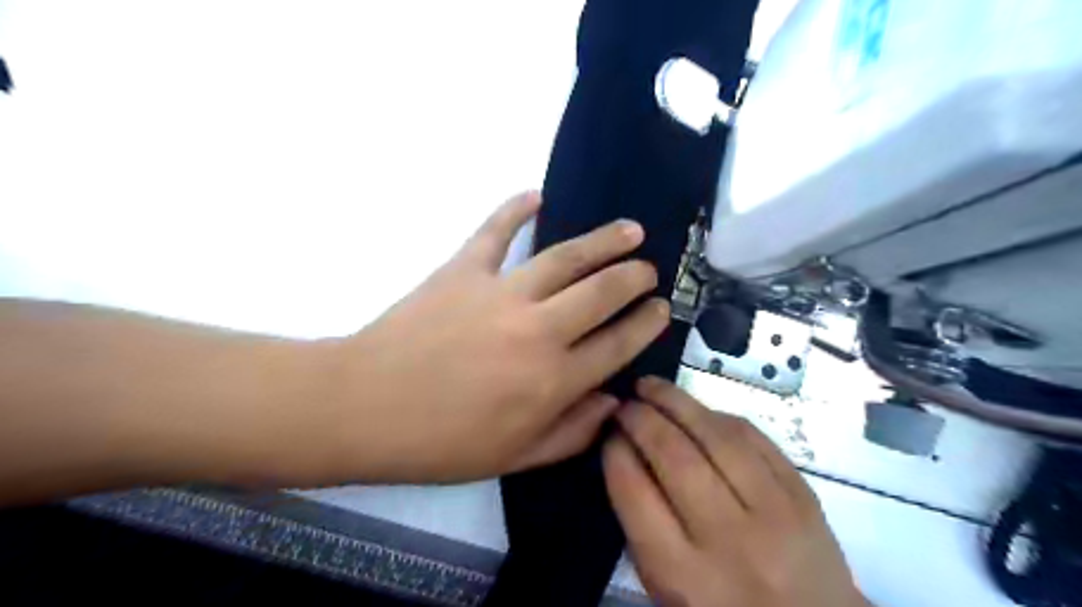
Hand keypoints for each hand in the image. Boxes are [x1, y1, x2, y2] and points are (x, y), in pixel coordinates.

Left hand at [309, 190, 672, 482]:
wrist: (365, 407)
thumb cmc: (440, 443)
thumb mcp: (514, 458)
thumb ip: (572, 432)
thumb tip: (612, 403)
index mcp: (553, 380)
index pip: (618, 345)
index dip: (646, 325)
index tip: (662, 310)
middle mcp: (539, 330)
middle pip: (603, 292)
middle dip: (635, 278)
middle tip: (649, 270)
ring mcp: (502, 293)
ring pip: (566, 257)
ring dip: (604, 241)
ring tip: (630, 230)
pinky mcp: (464, 269)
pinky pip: (496, 231)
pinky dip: (516, 208)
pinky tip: (537, 195)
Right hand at [605, 377, 869, 606]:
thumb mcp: (668, 586)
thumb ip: (643, 524)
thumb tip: (625, 452)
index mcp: (683, 575)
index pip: (635, 494)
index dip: (615, 453)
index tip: (608, 434)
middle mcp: (729, 540)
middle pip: (675, 457)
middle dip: (642, 419)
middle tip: (625, 403)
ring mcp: (774, 512)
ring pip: (717, 437)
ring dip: (677, 402)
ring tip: (651, 387)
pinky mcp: (803, 494)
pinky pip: (754, 438)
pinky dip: (719, 416)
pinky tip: (698, 409)